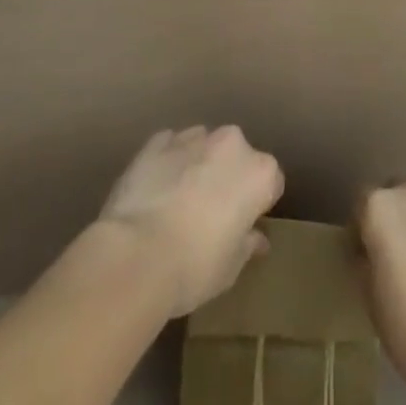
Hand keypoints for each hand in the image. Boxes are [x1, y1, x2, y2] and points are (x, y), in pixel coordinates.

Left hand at [97, 126, 284, 319]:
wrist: (135, 256)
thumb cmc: (193, 268)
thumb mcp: (229, 269)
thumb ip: (247, 245)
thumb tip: (256, 238)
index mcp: (259, 172)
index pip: (271, 183)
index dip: (257, 206)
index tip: (242, 226)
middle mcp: (232, 143)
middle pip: (237, 157)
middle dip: (227, 177)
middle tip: (209, 215)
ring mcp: (193, 137)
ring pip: (204, 146)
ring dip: (198, 165)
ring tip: (177, 202)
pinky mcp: (158, 141)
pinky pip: (170, 147)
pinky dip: (168, 162)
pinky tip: (154, 190)